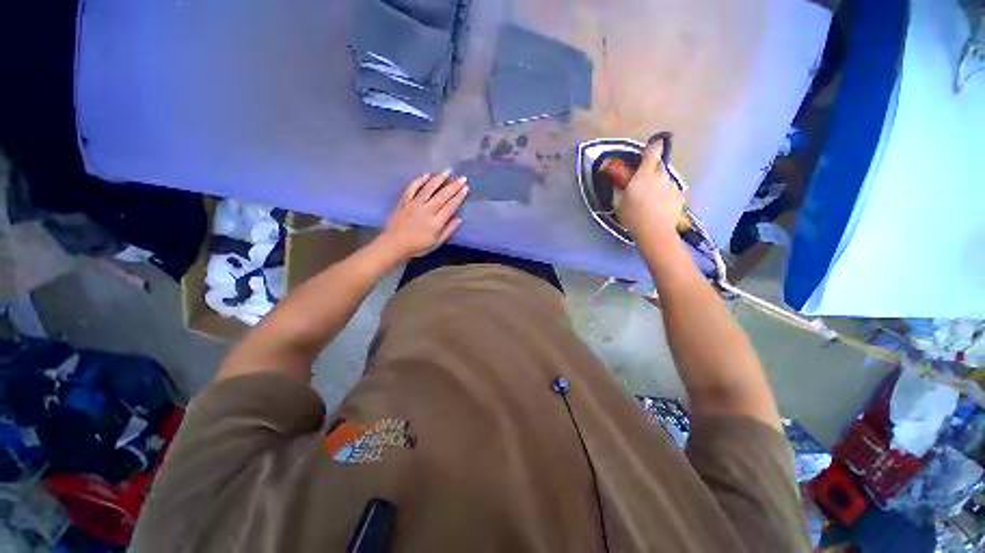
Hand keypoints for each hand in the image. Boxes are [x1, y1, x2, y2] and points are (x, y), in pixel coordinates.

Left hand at [377, 169, 468, 260]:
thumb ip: (448, 231)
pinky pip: (412, 188)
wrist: (394, 245)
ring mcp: (414, 204)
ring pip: (428, 189)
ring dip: (439, 179)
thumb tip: (459, 219)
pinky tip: (427, 174)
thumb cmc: (418, 247)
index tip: (466, 188)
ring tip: (448, 170)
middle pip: (442, 196)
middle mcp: (426, 210)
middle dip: (453, 186)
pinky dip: (419, 180)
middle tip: (462, 177)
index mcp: (436, 222)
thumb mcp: (436, 243)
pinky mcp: (404, 202)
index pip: (450, 206)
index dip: (459, 197)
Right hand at [615, 139, 684, 245]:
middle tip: (645, 181)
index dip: (654, 146)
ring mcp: (672, 186)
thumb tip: (618, 182)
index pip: (652, 153)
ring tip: (653, 199)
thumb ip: (619, 190)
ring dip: (659, 184)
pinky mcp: (679, 196)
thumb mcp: (618, 204)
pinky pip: (671, 190)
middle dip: (653, 169)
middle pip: (659, 165)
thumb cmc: (633, 216)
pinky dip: (666, 194)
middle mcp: (660, 177)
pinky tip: (660, 206)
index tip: (656, 142)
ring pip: (665, 179)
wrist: (655, 231)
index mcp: (643, 176)